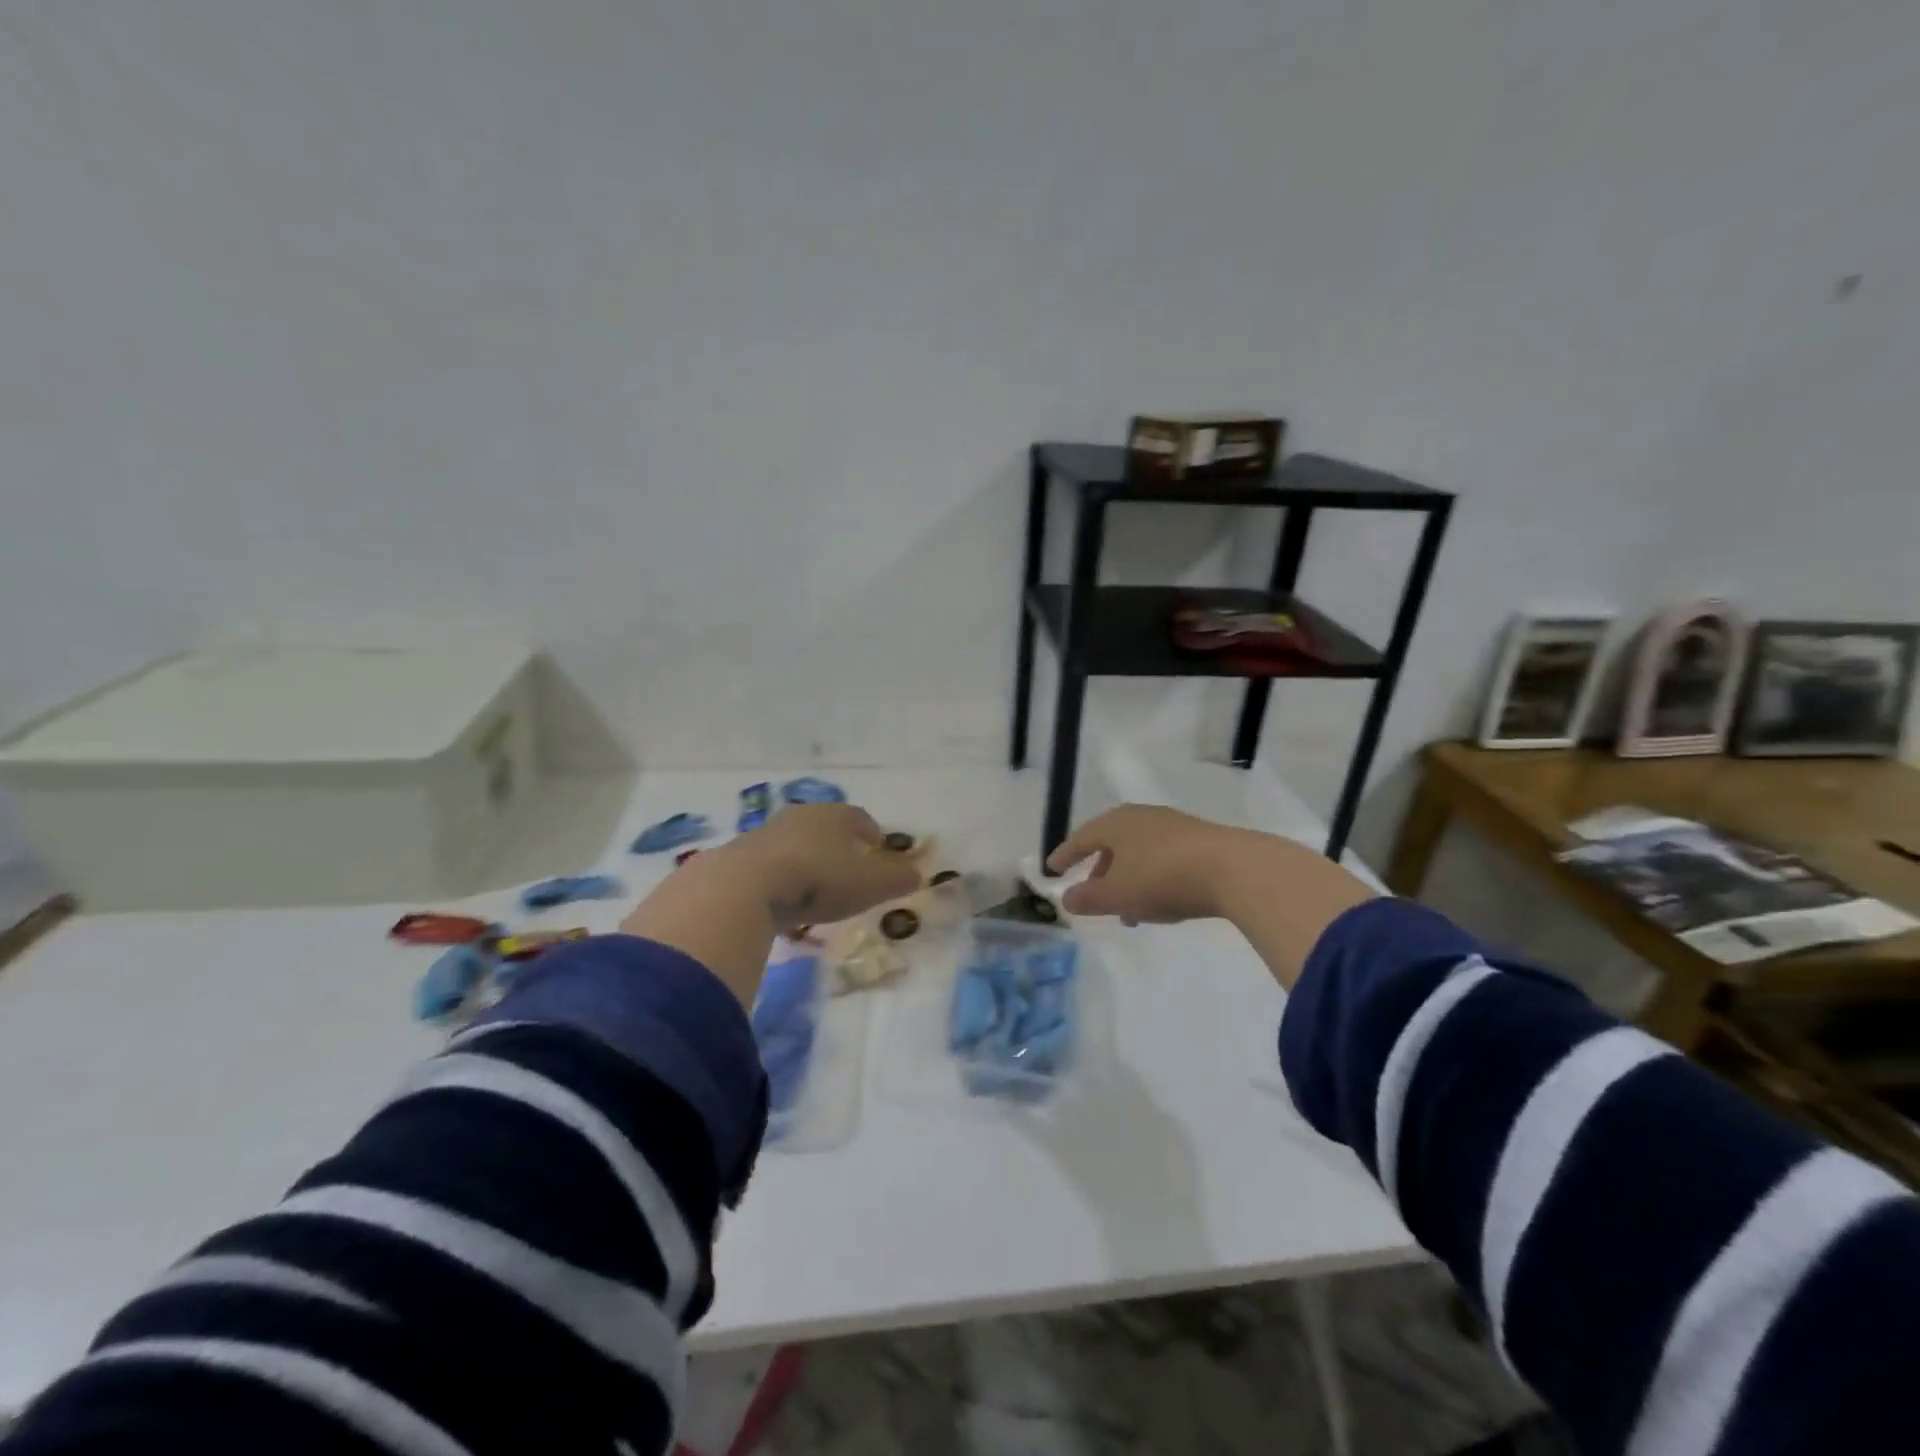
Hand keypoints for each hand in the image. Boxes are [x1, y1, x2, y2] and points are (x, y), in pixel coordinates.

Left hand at [718, 803, 920, 929]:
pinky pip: (769, 864)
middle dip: (837, 842)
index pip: (858, 817)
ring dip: (806, 858)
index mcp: (833, 816)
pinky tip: (782, 897)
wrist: (745, 886)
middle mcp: (800, 816)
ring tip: (814, 883)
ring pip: (794, 842)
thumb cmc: (818, 878)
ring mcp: (766, 834)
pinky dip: (780, 875)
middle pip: (823, 825)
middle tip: (847, 862)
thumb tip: (917, 875)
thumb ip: (896, 879)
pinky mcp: (739, 856)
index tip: (876, 843)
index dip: (870, 830)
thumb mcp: (869, 884)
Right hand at [1047, 804, 1375, 987]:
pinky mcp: (1201, 842)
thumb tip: (1067, 899)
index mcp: (1116, 823)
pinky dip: (1152, 881)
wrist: (1234, 869)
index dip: (1065, 855)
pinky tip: (1160, 905)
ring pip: (1139, 854)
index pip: (1081, 838)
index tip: (1052, 869)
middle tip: (1092, 896)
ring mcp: (1174, 828)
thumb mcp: (1117, 894)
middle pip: (1112, 844)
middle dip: (1100, 872)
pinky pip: (1164, 861)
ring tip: (1128, 913)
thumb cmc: (1162, 877)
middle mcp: (1142, 818)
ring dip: (1128, 881)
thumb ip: (1088, 898)